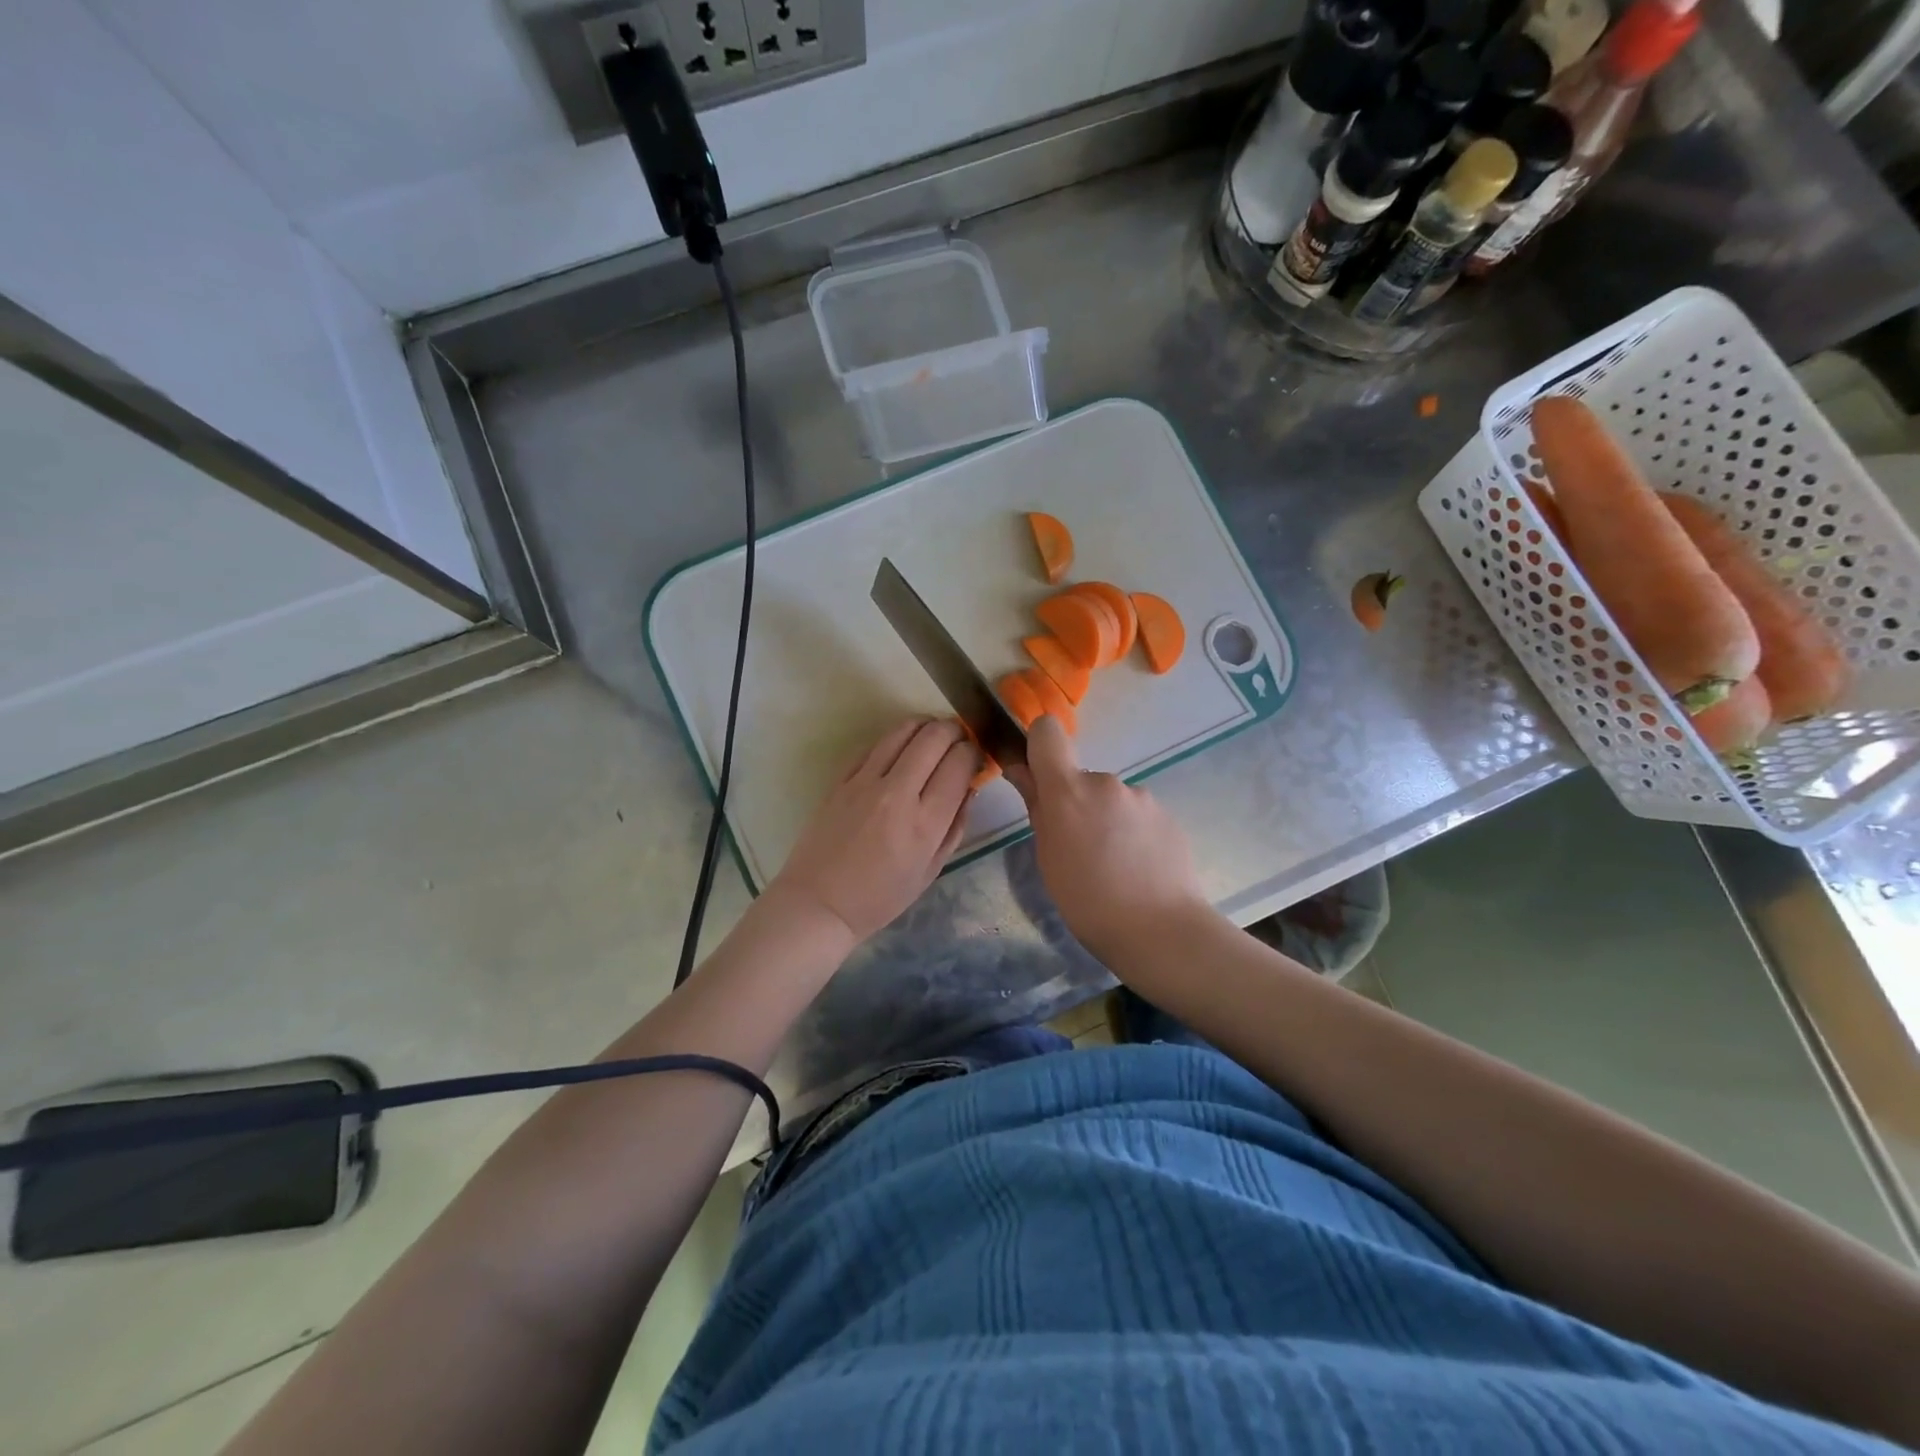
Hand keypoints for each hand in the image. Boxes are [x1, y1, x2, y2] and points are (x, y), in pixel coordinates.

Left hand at [768, 718, 978, 942]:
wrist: (820, 902)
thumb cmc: (881, 897)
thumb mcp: (931, 870)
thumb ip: (955, 825)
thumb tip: (969, 787)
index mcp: (925, 822)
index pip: (959, 763)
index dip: (974, 753)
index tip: (976, 758)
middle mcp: (897, 793)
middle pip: (935, 736)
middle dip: (955, 731)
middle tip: (960, 740)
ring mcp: (865, 781)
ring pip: (903, 730)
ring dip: (926, 726)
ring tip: (934, 736)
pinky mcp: (842, 778)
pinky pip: (876, 744)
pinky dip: (896, 739)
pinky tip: (902, 750)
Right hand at [1005, 716, 1208, 959]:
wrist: (1160, 930)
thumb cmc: (1088, 901)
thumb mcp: (1048, 857)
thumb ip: (1036, 806)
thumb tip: (1020, 770)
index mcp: (1068, 790)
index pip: (1047, 732)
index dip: (1039, 745)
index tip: (1038, 775)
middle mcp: (1106, 782)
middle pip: (1081, 777)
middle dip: (1077, 803)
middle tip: (1079, 849)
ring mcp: (1141, 797)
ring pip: (1111, 799)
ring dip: (1106, 820)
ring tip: (1113, 866)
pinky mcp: (1167, 816)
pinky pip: (1137, 815)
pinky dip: (1132, 834)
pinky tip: (1137, 869)